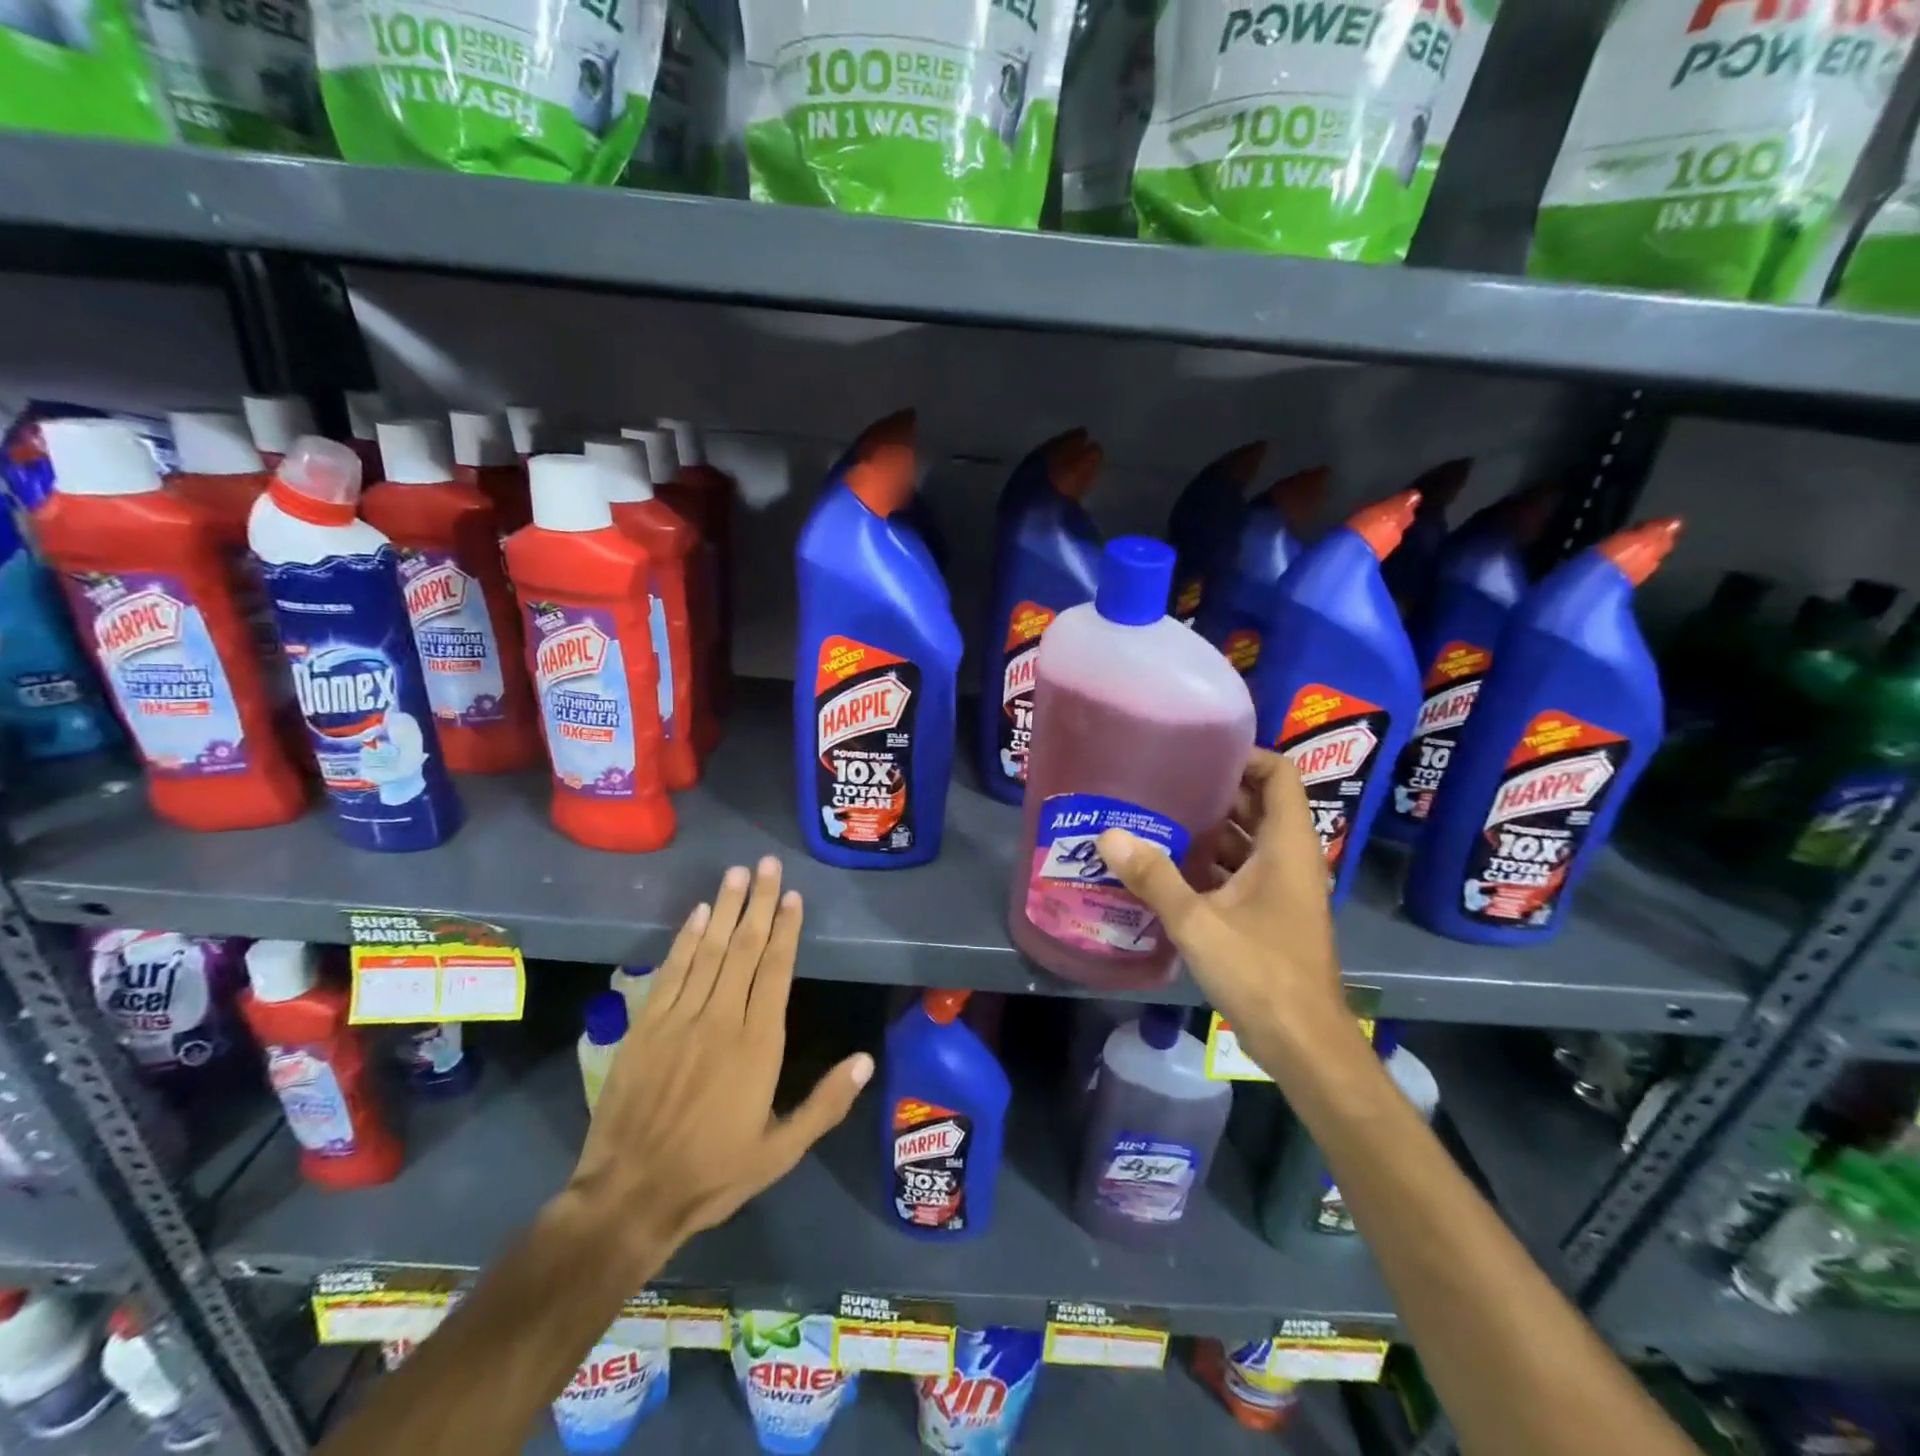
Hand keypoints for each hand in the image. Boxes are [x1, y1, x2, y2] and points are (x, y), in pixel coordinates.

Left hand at [565, 857, 872, 1272]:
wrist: (629, 1196)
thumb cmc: (713, 1174)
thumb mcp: (781, 1152)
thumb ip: (825, 1104)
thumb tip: (867, 1060)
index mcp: (758, 1045)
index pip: (776, 971)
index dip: (787, 930)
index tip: (794, 896)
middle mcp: (721, 1019)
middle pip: (745, 949)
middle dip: (759, 903)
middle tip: (768, 864)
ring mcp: (680, 1019)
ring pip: (709, 951)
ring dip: (726, 908)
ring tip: (738, 873)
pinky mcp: (646, 1026)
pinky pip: (671, 972)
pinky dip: (685, 939)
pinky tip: (698, 914)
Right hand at [1095, 749, 1365, 1079]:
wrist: (1304, 1043)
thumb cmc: (1261, 972)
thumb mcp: (1199, 922)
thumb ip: (1154, 877)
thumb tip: (1108, 835)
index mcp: (1286, 847)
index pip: (1279, 775)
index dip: (1245, 756)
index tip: (1199, 752)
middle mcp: (1289, 859)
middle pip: (1258, 805)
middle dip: (1215, 791)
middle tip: (1164, 782)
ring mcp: (1281, 889)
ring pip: (1247, 841)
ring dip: (1209, 830)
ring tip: (1157, 817)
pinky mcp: (1269, 915)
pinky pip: (1240, 872)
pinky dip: (1210, 864)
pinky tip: (1167, 868)